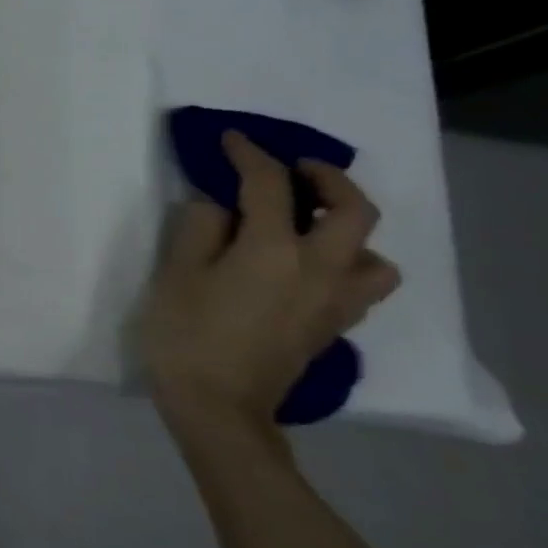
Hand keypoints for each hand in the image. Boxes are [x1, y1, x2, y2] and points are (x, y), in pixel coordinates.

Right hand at [137, 131, 399, 446]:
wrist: (218, 408)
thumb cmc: (185, 336)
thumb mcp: (174, 275)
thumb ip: (197, 229)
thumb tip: (217, 206)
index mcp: (273, 250)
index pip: (268, 185)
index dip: (249, 155)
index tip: (231, 139)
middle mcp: (319, 268)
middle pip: (352, 210)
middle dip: (328, 179)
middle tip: (295, 171)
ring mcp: (334, 301)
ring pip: (374, 252)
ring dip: (351, 227)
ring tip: (314, 225)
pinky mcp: (333, 326)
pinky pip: (362, 283)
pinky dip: (348, 263)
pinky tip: (312, 268)